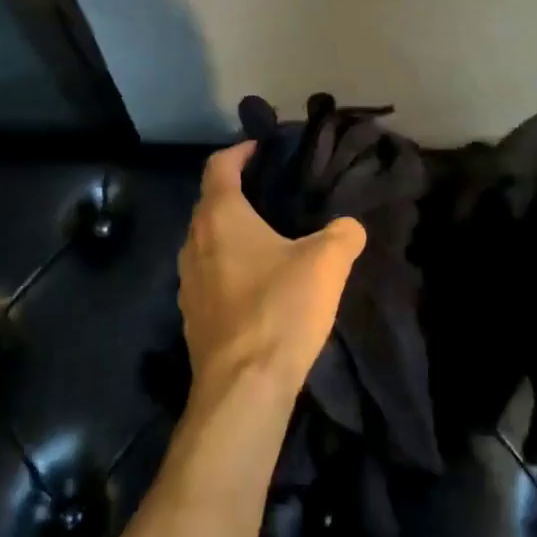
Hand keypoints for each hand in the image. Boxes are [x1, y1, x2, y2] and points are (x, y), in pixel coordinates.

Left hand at [177, 141, 367, 404]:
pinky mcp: (192, 315)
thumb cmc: (279, 309)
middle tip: (273, 192)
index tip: (262, 149)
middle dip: (237, 192)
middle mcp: (194, 242)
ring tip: (268, 238)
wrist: (242, 388)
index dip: (240, 151)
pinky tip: (257, 284)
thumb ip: (343, 234)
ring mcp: (187, 282)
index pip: (219, 166)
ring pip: (206, 241)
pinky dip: (228, 267)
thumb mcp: (326, 263)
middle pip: (210, 203)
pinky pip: (208, 275)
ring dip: (231, 233)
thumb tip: (349, 227)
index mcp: (220, 217)